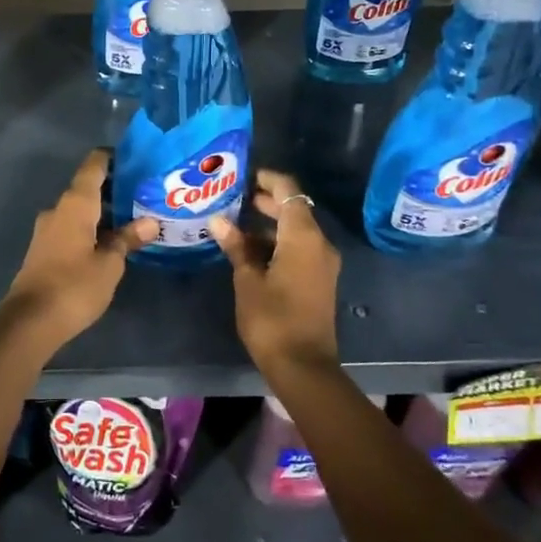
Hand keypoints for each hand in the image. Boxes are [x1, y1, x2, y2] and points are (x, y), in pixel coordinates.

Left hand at [0, 150, 156, 349]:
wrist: (30, 322)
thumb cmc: (75, 286)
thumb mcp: (110, 263)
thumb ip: (128, 239)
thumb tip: (149, 222)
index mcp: (75, 204)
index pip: (93, 166)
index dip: (112, 158)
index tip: (135, 159)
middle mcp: (58, 209)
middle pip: (87, 188)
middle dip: (114, 190)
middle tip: (144, 194)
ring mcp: (47, 230)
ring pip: (79, 211)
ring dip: (103, 212)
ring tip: (133, 219)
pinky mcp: (44, 250)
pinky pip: (71, 228)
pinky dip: (91, 228)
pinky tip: (110, 242)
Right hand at [208, 169, 341, 376]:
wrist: (303, 366)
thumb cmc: (272, 319)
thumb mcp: (248, 280)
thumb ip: (236, 246)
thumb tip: (218, 220)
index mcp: (303, 237)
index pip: (289, 191)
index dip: (268, 179)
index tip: (243, 174)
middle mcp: (318, 243)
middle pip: (294, 208)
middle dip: (265, 200)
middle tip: (232, 196)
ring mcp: (322, 262)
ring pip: (295, 230)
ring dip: (269, 223)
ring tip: (234, 221)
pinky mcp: (319, 279)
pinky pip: (299, 248)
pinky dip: (277, 242)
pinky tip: (249, 249)